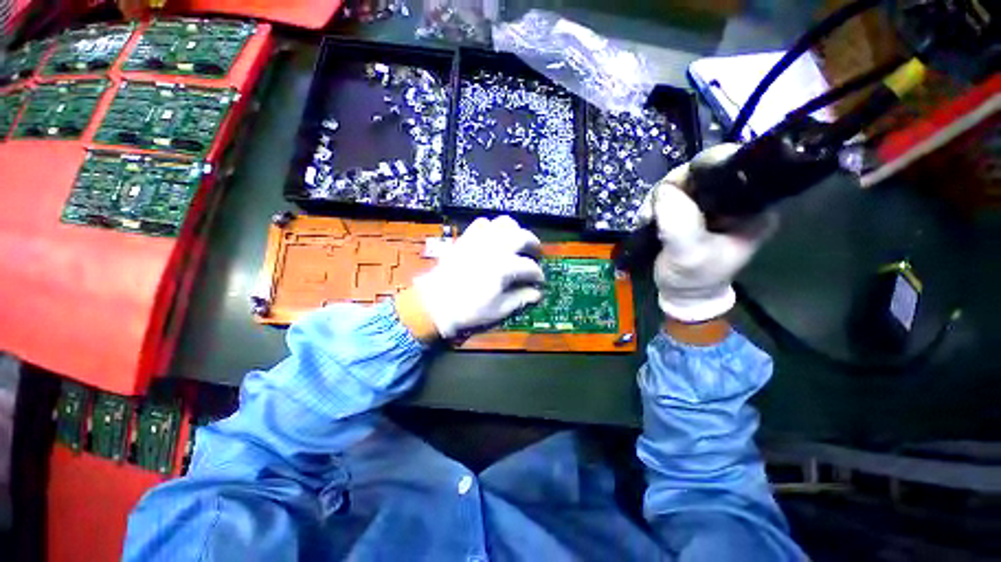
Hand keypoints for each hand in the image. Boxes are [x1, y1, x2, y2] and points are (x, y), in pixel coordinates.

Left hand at [404, 216, 544, 339]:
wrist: (434, 303)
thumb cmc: (468, 309)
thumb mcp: (498, 309)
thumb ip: (520, 298)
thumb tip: (537, 294)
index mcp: (503, 267)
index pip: (529, 266)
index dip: (537, 274)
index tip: (539, 281)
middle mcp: (494, 248)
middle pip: (522, 236)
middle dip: (533, 244)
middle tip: (535, 253)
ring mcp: (479, 240)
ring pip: (504, 223)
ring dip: (515, 231)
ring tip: (516, 242)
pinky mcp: (466, 238)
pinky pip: (482, 223)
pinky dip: (492, 228)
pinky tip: (494, 239)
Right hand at [641, 144, 776, 322]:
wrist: (682, 294)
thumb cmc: (692, 279)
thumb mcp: (688, 255)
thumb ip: (680, 223)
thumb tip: (664, 190)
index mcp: (749, 207)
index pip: (730, 169)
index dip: (700, 170)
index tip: (673, 187)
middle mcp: (732, 200)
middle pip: (700, 172)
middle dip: (672, 188)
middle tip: (653, 211)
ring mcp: (708, 204)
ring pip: (681, 182)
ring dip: (658, 198)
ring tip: (647, 219)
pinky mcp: (689, 210)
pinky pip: (670, 195)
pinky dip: (654, 204)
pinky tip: (648, 218)